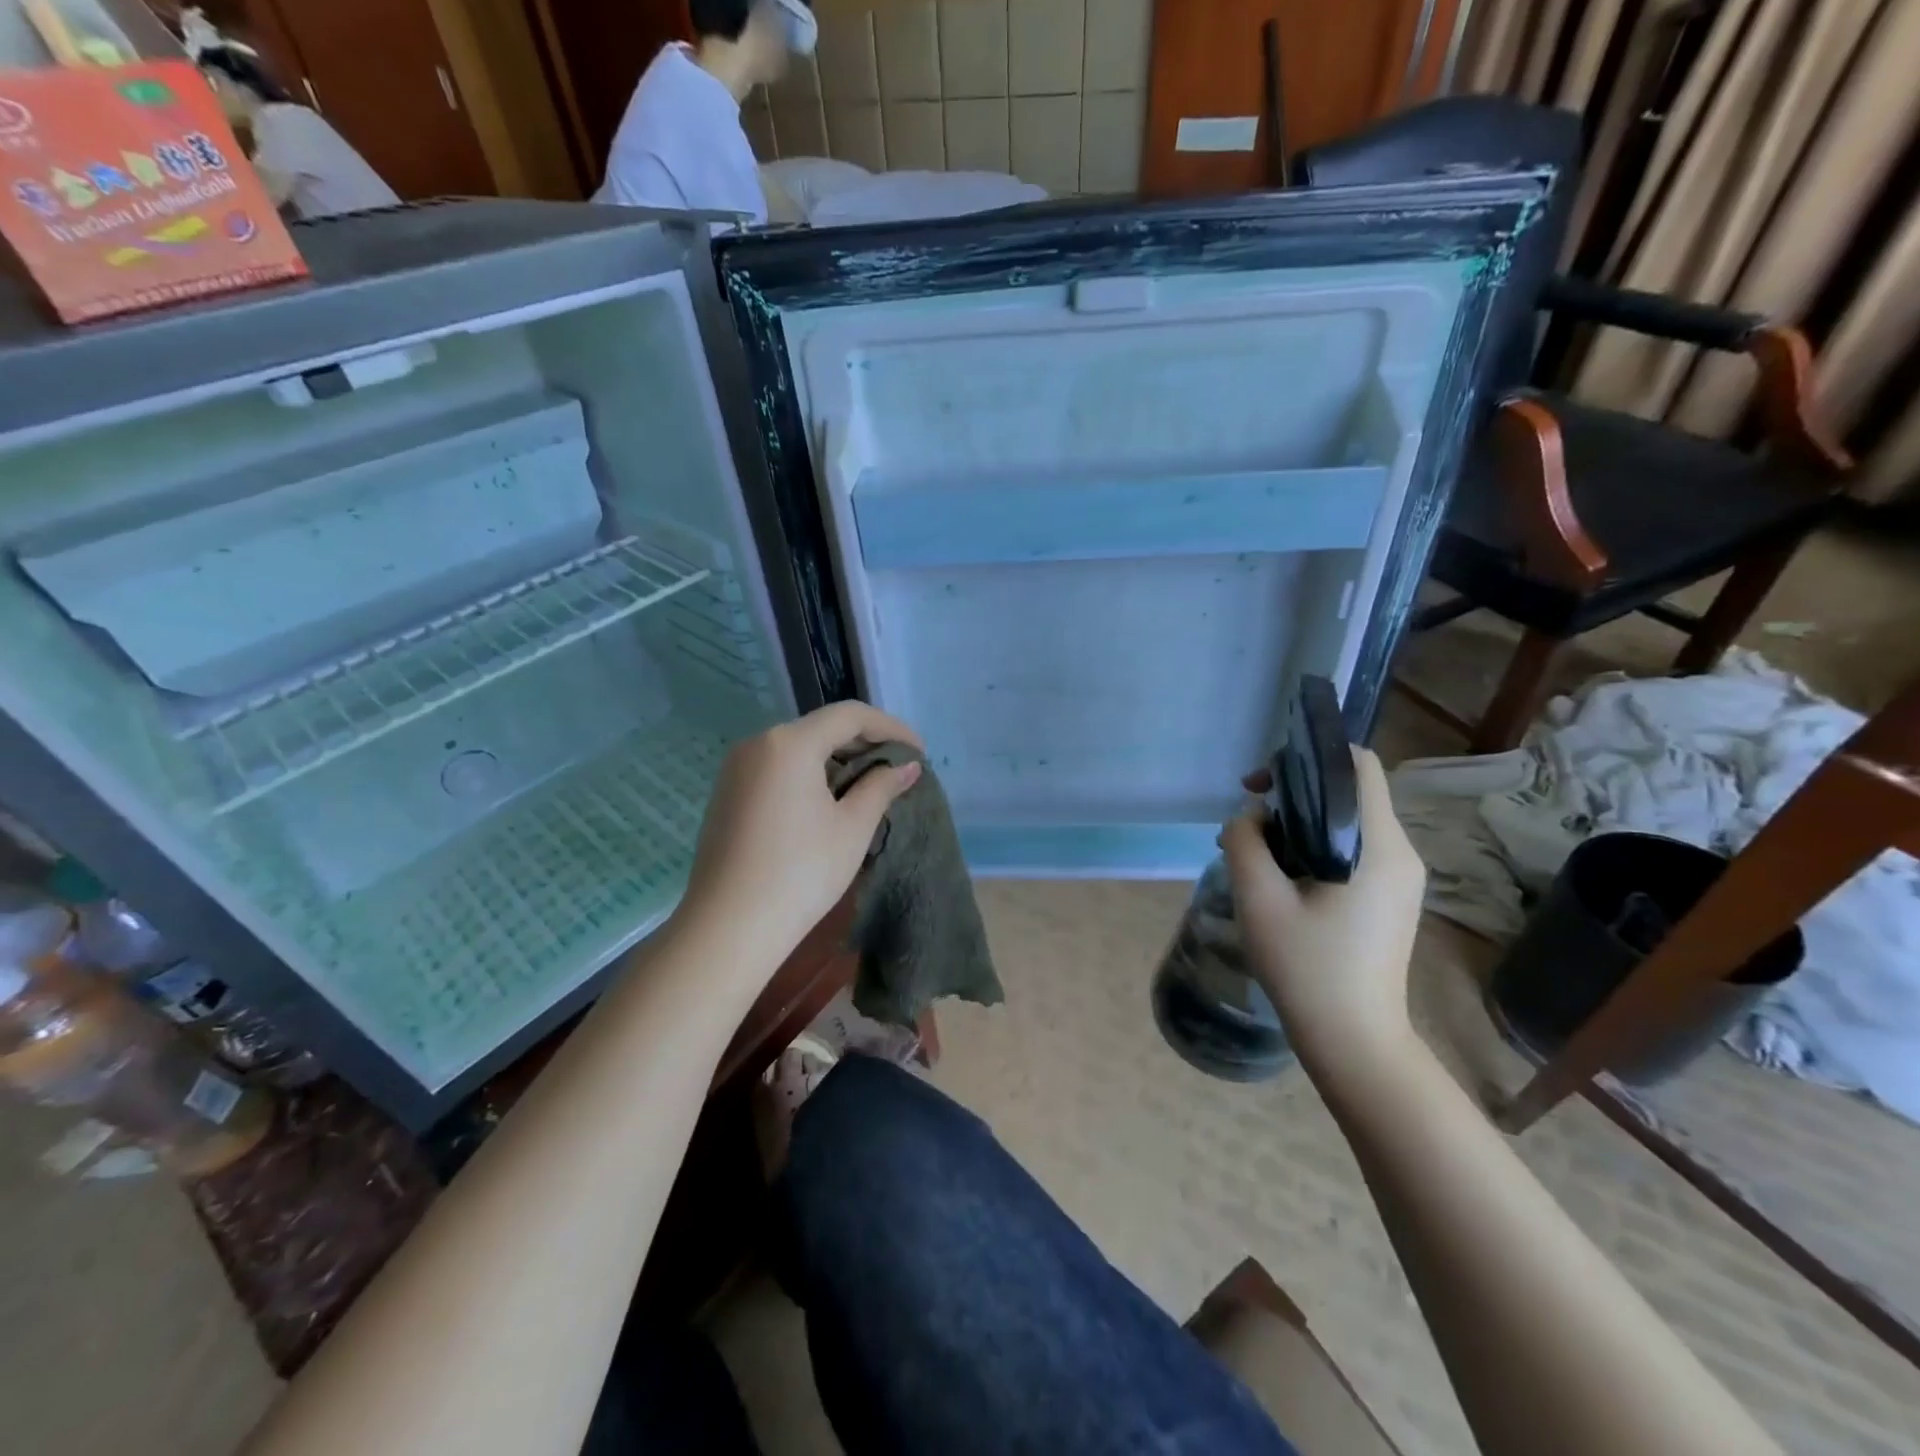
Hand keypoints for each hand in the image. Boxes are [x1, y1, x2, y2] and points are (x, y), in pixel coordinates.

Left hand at [677, 702, 924, 969]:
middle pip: (821, 728)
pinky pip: (778, 768)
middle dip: (865, 743)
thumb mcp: (852, 827)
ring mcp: (736, 768)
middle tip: (899, 769)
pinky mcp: (727, 793)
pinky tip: (829, 801)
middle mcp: (758, 743)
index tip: (920, 752)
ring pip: (799, 748)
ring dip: (838, 760)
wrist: (728, 927)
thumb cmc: (801, 872)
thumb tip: (907, 766)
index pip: (850, 716)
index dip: (891, 728)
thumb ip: (882, 786)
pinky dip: (810, 774)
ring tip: (870, 786)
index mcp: (789, 743)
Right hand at [1219, 747, 1426, 1076]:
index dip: (1309, 758)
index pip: (1359, 766)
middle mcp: (1400, 854)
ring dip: (1299, 826)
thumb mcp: (1259, 898)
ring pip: (1347, 824)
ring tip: (1255, 855)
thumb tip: (1250, 817)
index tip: (1263, 785)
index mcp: (1379, 846)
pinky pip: (1351, 852)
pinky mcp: (1390, 900)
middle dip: (1294, 796)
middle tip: (1247, 823)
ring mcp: (1400, 879)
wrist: (1354, 1041)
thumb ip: (1245, 841)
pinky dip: (1313, 849)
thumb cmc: (1307, 968)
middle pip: (1349, 794)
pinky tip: (1279, 879)